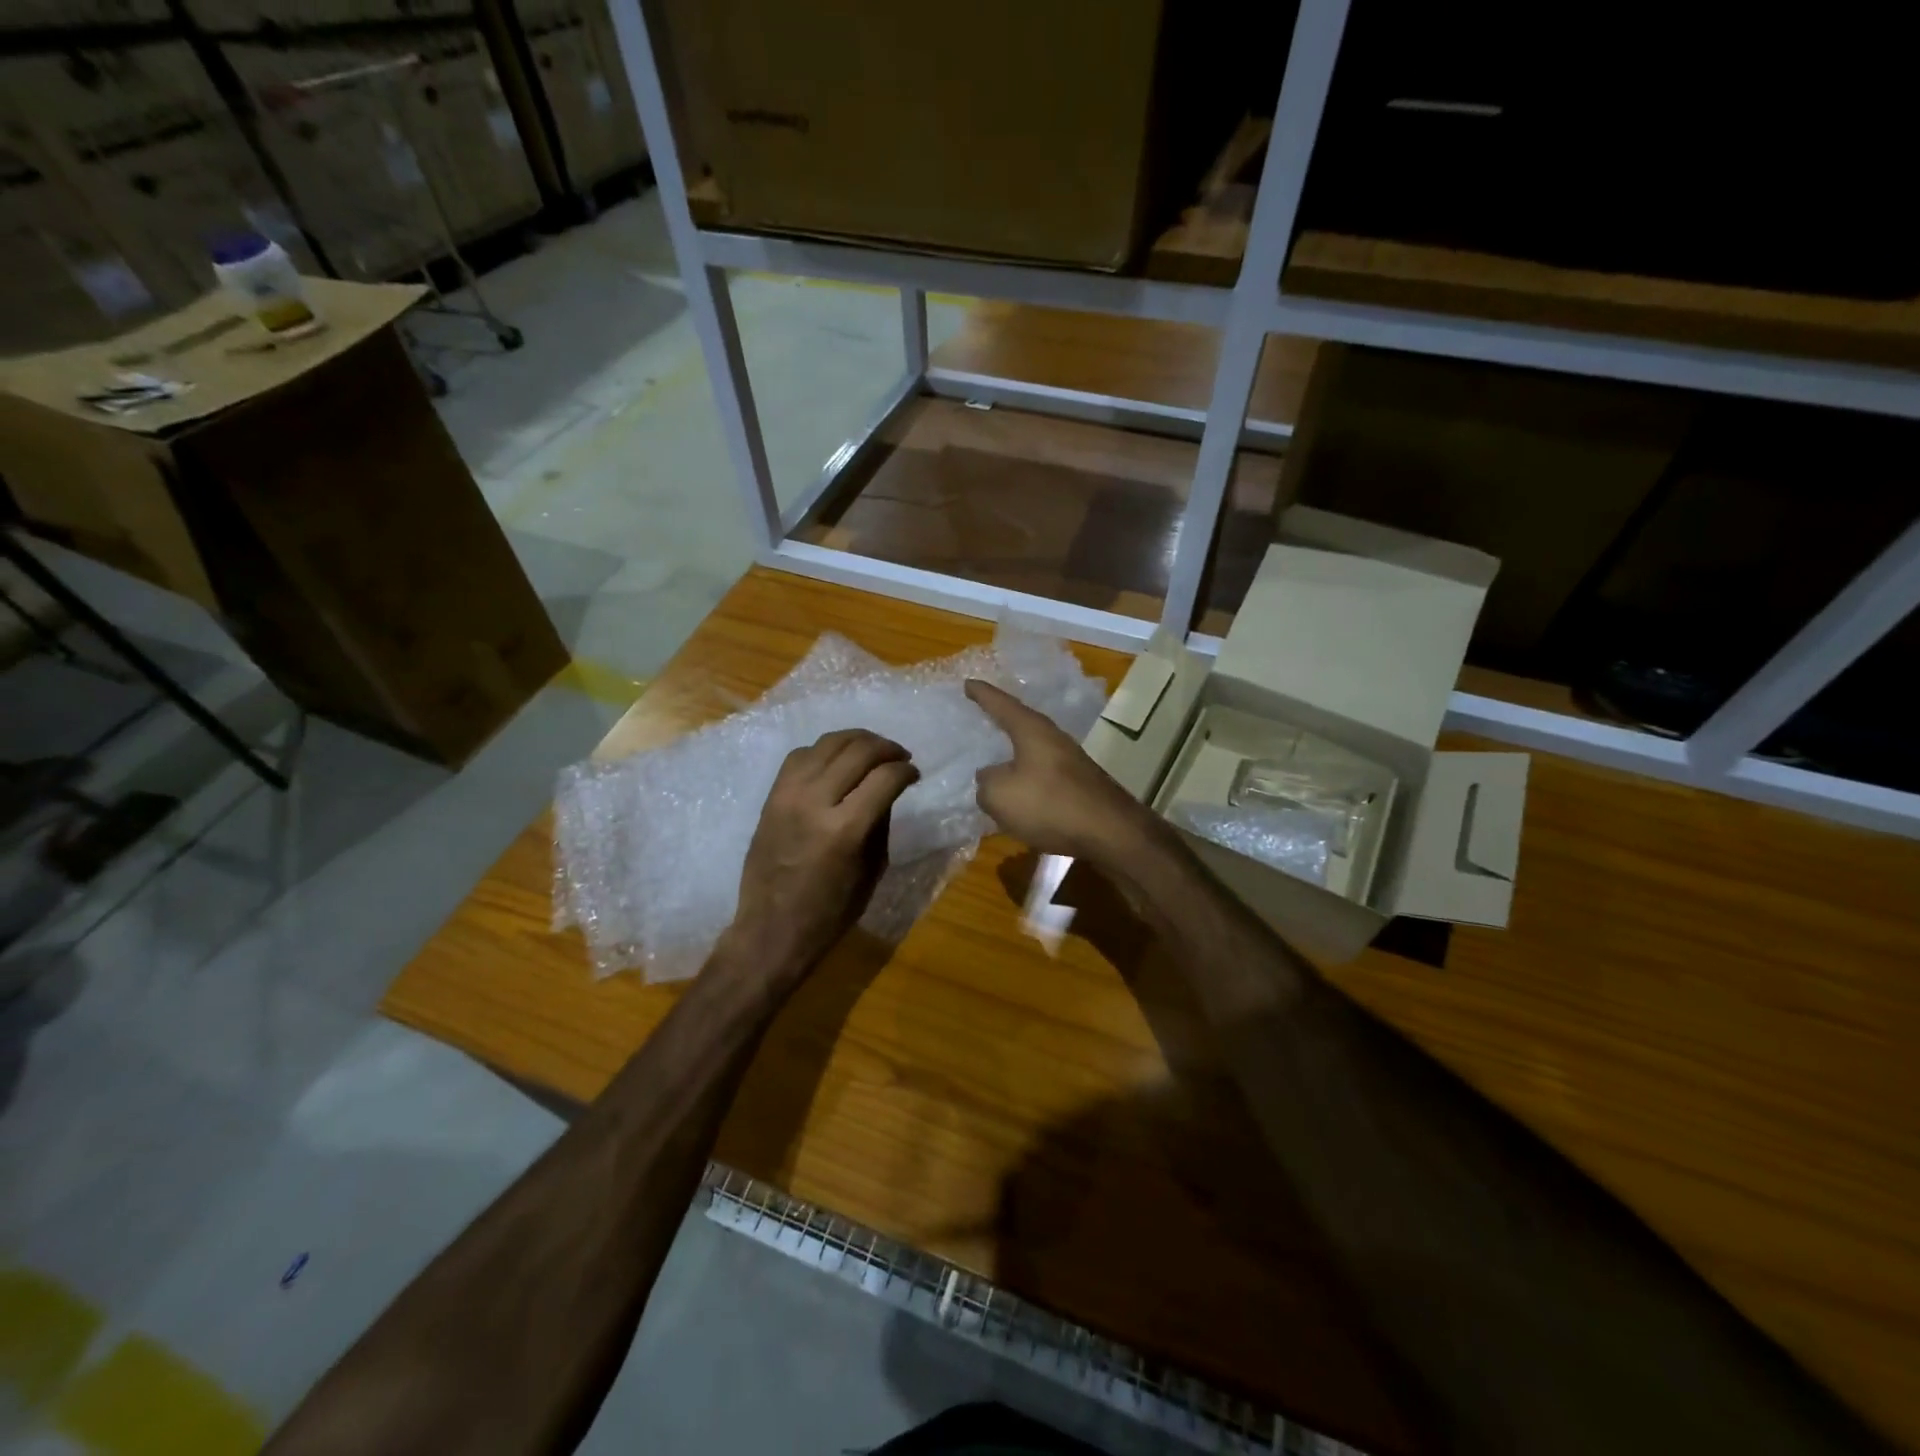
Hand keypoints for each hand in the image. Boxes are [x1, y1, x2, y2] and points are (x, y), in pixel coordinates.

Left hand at [725, 729, 918, 984]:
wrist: (771, 928)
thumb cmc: (831, 911)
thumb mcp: (873, 869)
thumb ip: (881, 822)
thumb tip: (888, 787)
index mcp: (845, 829)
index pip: (885, 777)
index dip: (906, 770)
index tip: (914, 773)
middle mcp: (815, 802)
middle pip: (858, 751)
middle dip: (886, 748)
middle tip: (899, 756)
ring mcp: (788, 795)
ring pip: (828, 743)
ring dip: (857, 740)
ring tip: (872, 750)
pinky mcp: (771, 796)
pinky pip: (800, 755)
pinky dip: (824, 751)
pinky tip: (837, 761)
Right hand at [967, 680, 1154, 863]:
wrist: (1109, 832)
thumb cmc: (1049, 804)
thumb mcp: (999, 795)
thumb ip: (986, 782)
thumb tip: (990, 777)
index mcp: (1032, 730)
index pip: (1002, 705)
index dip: (982, 694)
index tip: (968, 683)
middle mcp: (1054, 738)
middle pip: (1022, 724)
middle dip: (1002, 721)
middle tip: (983, 714)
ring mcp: (1071, 761)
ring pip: (1034, 752)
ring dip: (1015, 755)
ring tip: (996, 758)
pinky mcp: (1080, 785)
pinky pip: (1043, 775)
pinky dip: (1028, 779)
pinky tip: (1020, 792)